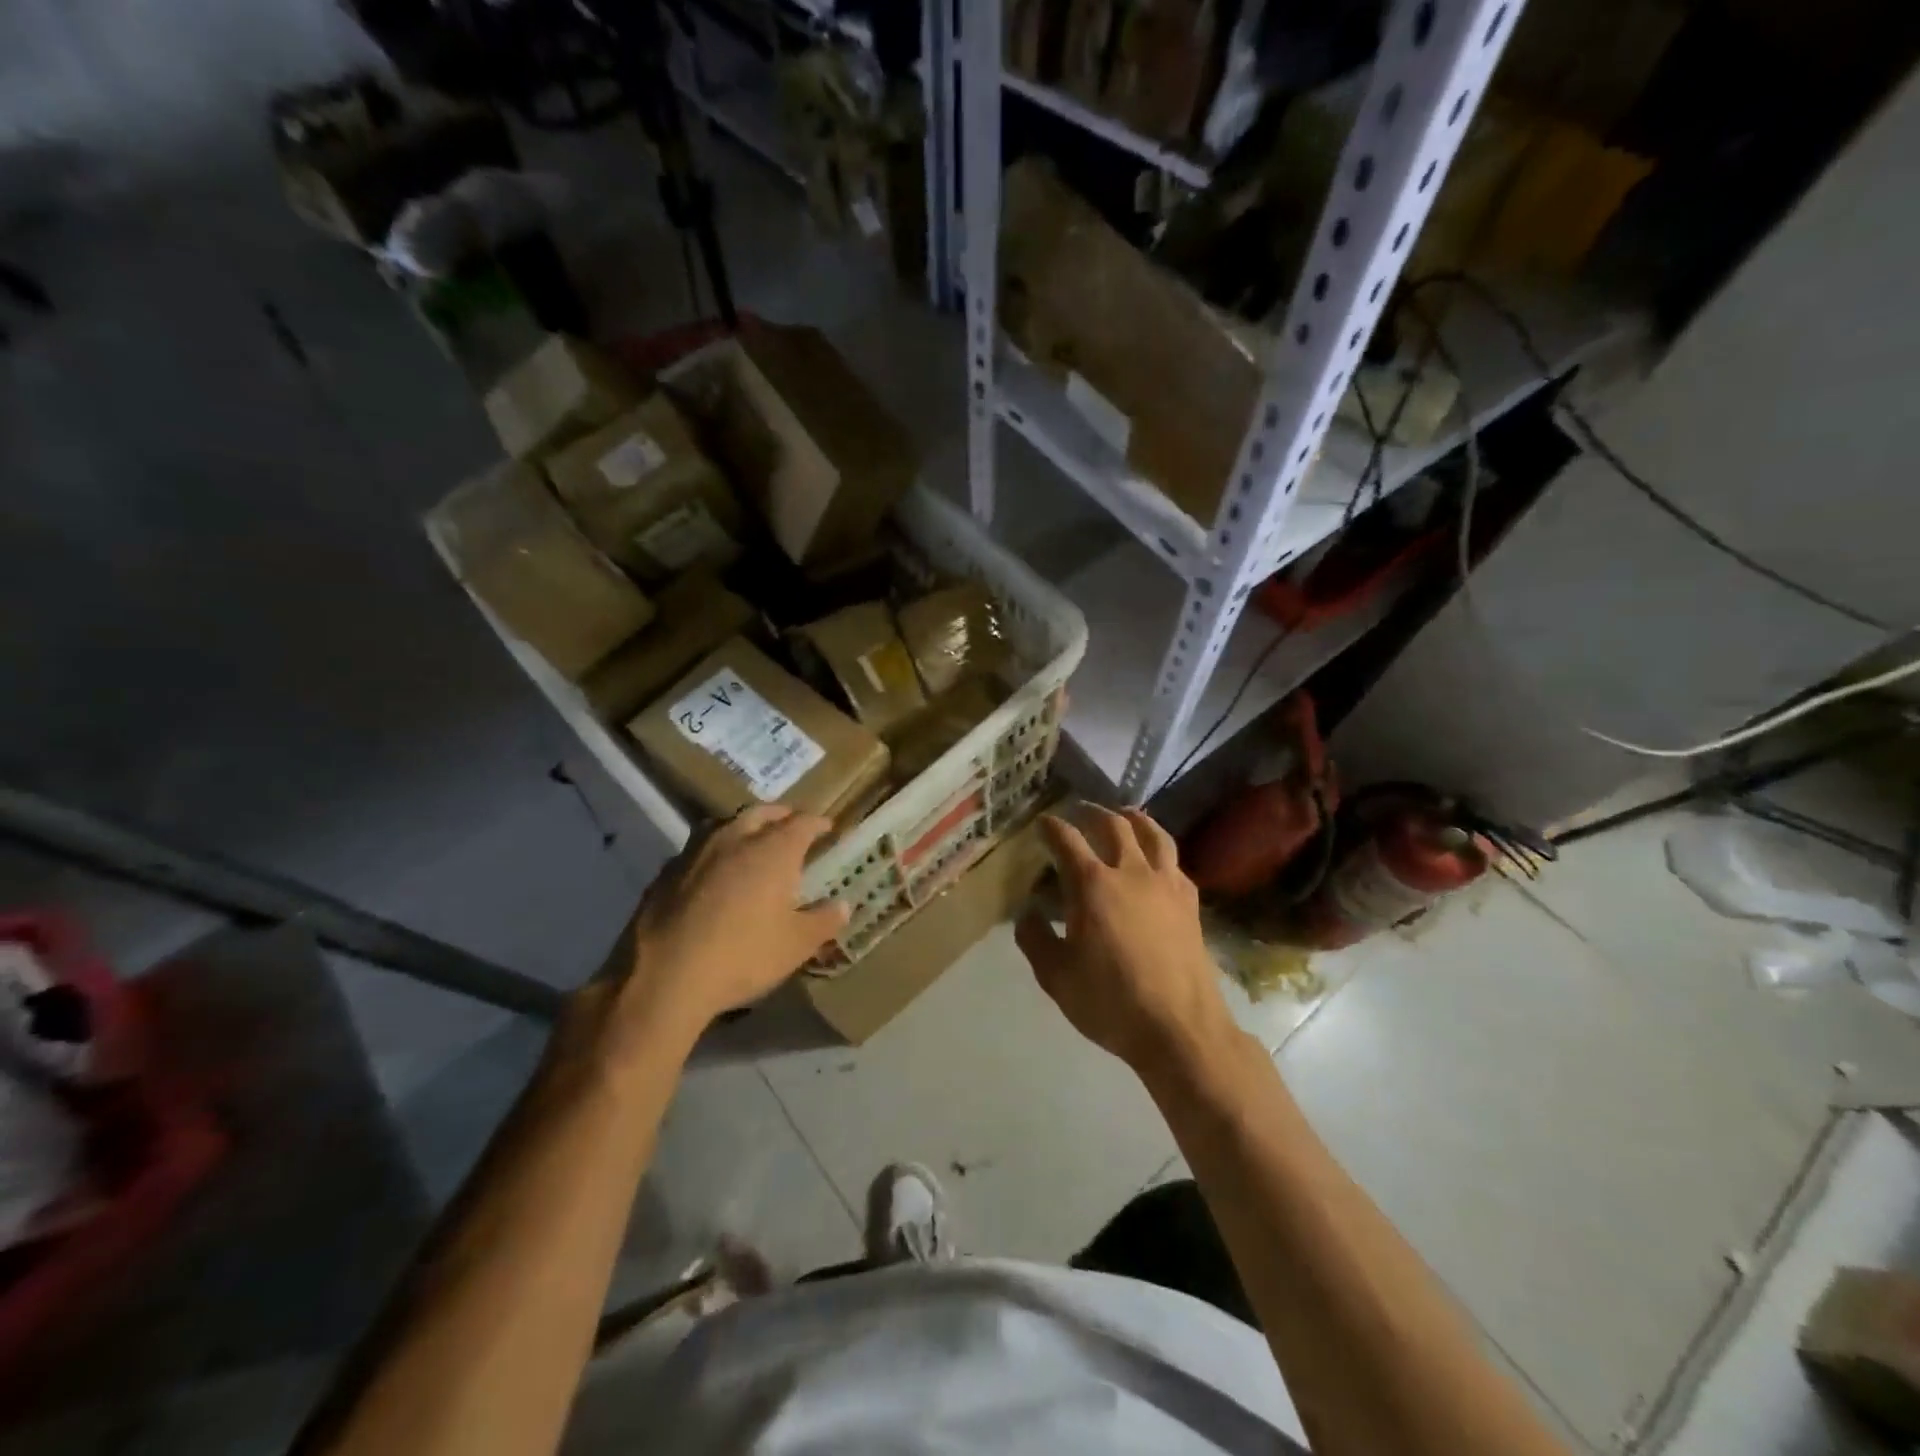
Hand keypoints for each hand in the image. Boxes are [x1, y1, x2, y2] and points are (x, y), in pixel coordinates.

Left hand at [617, 806, 849, 1040]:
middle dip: (780, 816)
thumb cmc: (743, 956)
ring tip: (751, 843)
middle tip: (791, 827)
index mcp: (773, 850)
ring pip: (725, 825)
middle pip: (762, 813)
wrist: (664, 977)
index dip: (818, 823)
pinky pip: (698, 850)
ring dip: (743, 828)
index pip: (802, 822)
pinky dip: (713, 854)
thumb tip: (842, 905)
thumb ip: (824, 921)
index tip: (827, 828)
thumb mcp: (796, 945)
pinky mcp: (666, 872)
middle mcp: (735, 838)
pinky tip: (713, 875)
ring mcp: (696, 852)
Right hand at [1016, 807, 1236, 1075]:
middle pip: (1113, 825)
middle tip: (1079, 811)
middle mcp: (1131, 873)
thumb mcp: (1056, 976)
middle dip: (1092, 812)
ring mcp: (1166, 885)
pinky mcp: (1190, 903)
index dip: (1051, 827)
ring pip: (1153, 834)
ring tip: (1125, 815)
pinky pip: (1174, 863)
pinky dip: (1160, 851)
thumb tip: (1028, 913)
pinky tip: (1157, 861)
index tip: (1042, 823)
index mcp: (1093, 885)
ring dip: (1135, 819)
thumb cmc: (1110, 1001)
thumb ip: (1035, 939)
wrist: (1179, 1028)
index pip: (1067, 840)